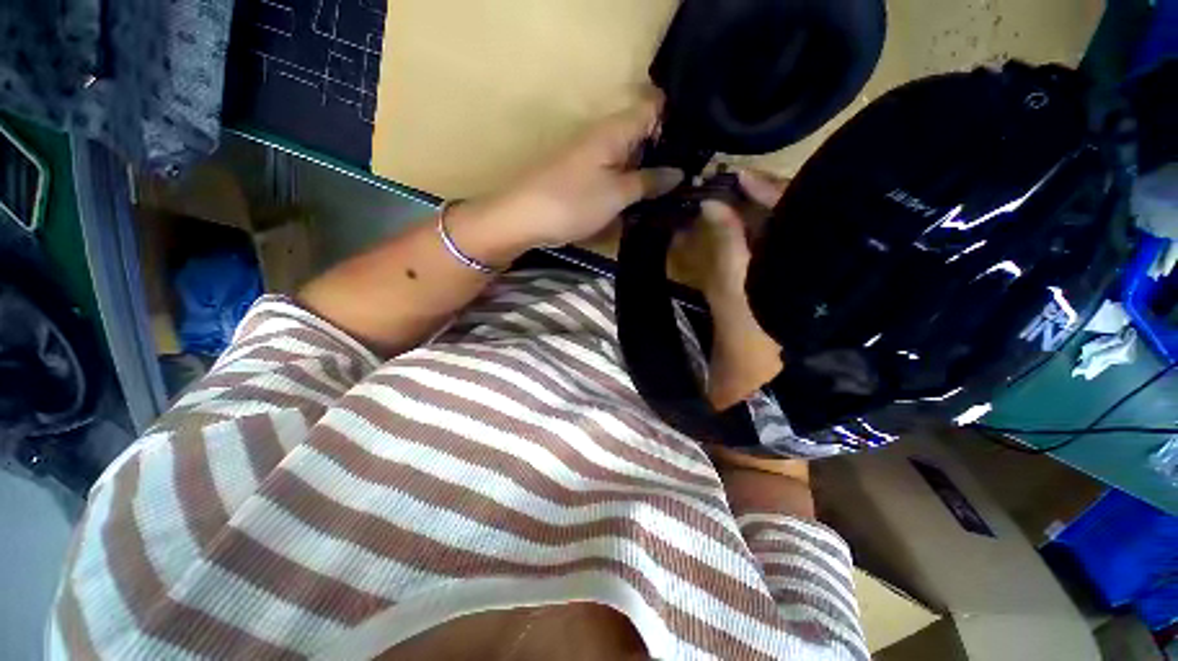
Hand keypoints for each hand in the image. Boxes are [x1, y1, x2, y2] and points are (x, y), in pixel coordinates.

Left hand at [490, 94, 684, 248]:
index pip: (654, 108)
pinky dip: (630, 184)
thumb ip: (648, 181)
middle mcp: (604, 136)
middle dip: (667, 152)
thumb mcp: (616, 194)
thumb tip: (678, 172)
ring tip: (675, 190)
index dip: (677, 120)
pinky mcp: (583, 176)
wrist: (522, 218)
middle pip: (643, 134)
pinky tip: (644, 199)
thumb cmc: (571, 202)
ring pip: (630, 157)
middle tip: (693, 176)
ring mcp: (592, 157)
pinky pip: (615, 173)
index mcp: (615, 130)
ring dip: (649, 171)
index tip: (698, 144)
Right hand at [677, 169, 789, 410]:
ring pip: (771, 238)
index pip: (797, 212)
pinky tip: (721, 233)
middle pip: (786, 220)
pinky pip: (757, 258)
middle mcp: (812, 270)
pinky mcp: (773, 296)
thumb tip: (713, 205)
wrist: (758, 407)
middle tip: (717, 185)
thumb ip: (727, 252)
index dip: (765, 189)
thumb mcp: (735, 302)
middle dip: (751, 201)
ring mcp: (792, 283)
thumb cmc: (750, 361)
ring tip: (716, 203)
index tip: (733, 174)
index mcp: (815, 270)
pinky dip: (738, 243)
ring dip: (742, 221)